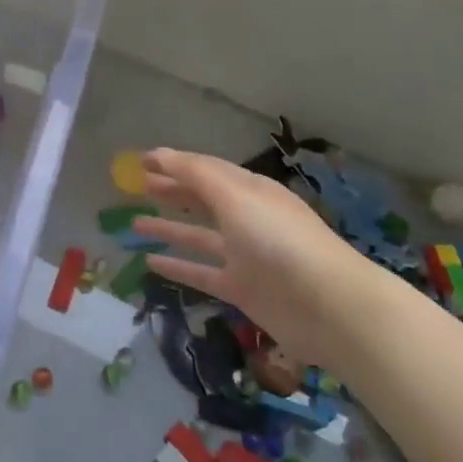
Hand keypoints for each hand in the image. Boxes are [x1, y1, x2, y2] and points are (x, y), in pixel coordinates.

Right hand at [136, 147, 390, 369]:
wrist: (330, 307)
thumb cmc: (279, 240)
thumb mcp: (235, 197)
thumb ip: (194, 174)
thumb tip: (159, 154)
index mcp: (249, 190)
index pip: (205, 169)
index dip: (173, 163)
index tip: (140, 160)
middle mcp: (246, 218)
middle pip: (201, 199)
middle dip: (170, 190)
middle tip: (134, 186)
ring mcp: (244, 255)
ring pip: (197, 236)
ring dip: (167, 228)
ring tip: (132, 223)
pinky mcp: (241, 289)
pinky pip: (202, 273)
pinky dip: (177, 268)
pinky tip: (150, 263)